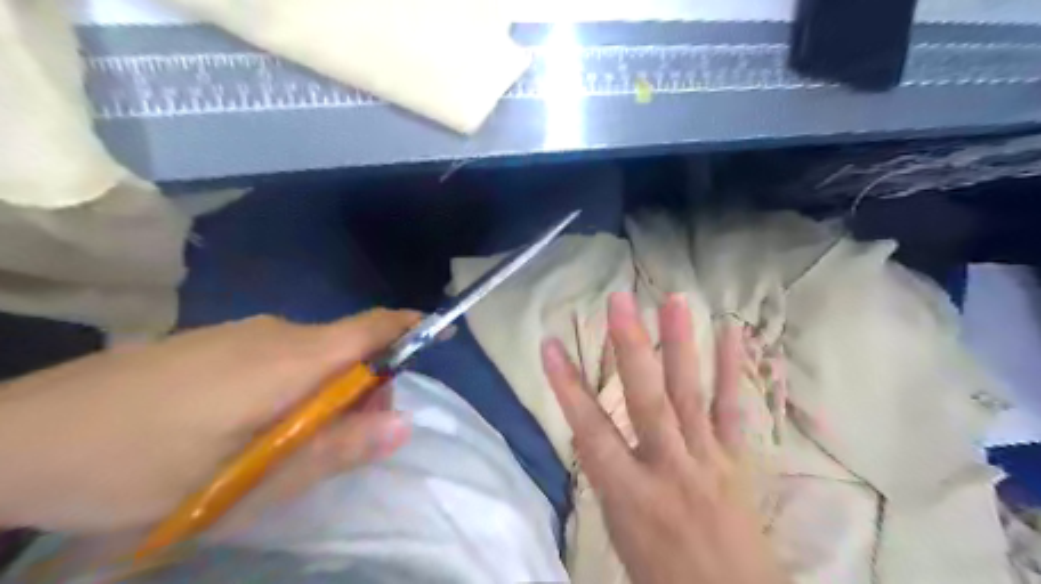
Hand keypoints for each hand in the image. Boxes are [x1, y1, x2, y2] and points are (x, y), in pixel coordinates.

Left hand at [0, 312, 418, 536]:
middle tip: (347, 442)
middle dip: (368, 387)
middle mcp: (277, 332)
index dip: (414, 327)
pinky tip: (255, 427)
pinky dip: (296, 386)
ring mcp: (243, 332)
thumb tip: (405, 424)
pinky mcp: (217, 342)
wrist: (19, 438)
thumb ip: (334, 449)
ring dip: (329, 392)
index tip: (444, 335)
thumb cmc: (143, 465)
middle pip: (350, 347)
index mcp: (294, 357)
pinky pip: (283, 356)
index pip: (374, 326)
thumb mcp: (249, 479)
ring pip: (316, 354)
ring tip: (292, 447)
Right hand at [545, 294, 789, 582]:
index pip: (590, 430)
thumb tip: (587, 434)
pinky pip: (733, 410)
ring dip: (680, 344)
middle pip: (647, 399)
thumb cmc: (661, 574)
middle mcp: (668, 467)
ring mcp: (707, 459)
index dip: (567, 386)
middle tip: (620, 301)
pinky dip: (732, 370)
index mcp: (629, 492)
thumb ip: (606, 475)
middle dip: (630, 347)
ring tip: (674, 300)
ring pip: (690, 394)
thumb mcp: (618, 529)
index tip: (549, 344)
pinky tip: (732, 334)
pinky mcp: (736, 460)